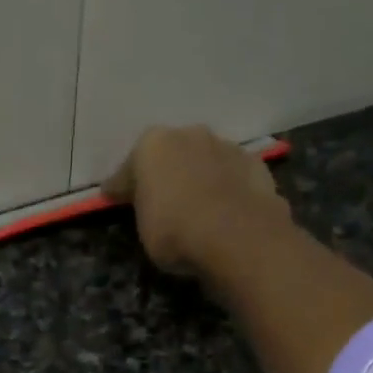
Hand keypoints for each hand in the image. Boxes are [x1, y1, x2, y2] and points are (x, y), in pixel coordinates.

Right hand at [103, 124, 292, 275]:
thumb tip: (132, 197)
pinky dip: (227, 189)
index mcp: (153, 145)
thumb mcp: (142, 227)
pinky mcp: (257, 166)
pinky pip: (233, 177)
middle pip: (172, 155)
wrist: (237, 238)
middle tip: (162, 200)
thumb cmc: (175, 232)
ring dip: (200, 177)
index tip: (115, 199)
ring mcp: (227, 147)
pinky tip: (226, 210)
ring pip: (205, 161)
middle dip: (166, 173)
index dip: (122, 186)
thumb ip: (140, 206)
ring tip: (198, 206)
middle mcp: (190, 134)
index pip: (130, 167)